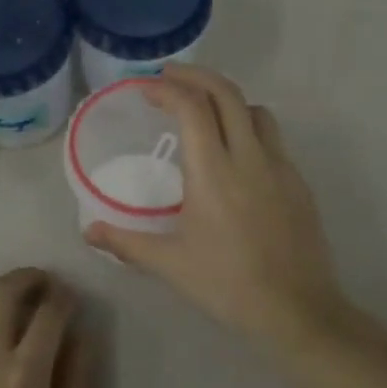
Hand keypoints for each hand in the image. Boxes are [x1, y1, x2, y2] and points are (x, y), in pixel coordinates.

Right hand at [86, 66, 346, 352]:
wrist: (298, 311)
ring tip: (203, 110)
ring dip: (226, 99)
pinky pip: (272, 137)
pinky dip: (248, 126)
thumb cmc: (228, 285)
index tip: (146, 88)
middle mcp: (249, 157)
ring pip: (255, 110)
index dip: (167, 89)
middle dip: (196, 76)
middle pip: (227, 94)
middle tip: (169, 77)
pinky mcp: (298, 182)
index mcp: (213, 172)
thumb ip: (126, 243)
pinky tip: (236, 153)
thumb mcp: (170, 264)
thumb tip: (88, 231)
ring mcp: (280, 167)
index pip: (192, 108)